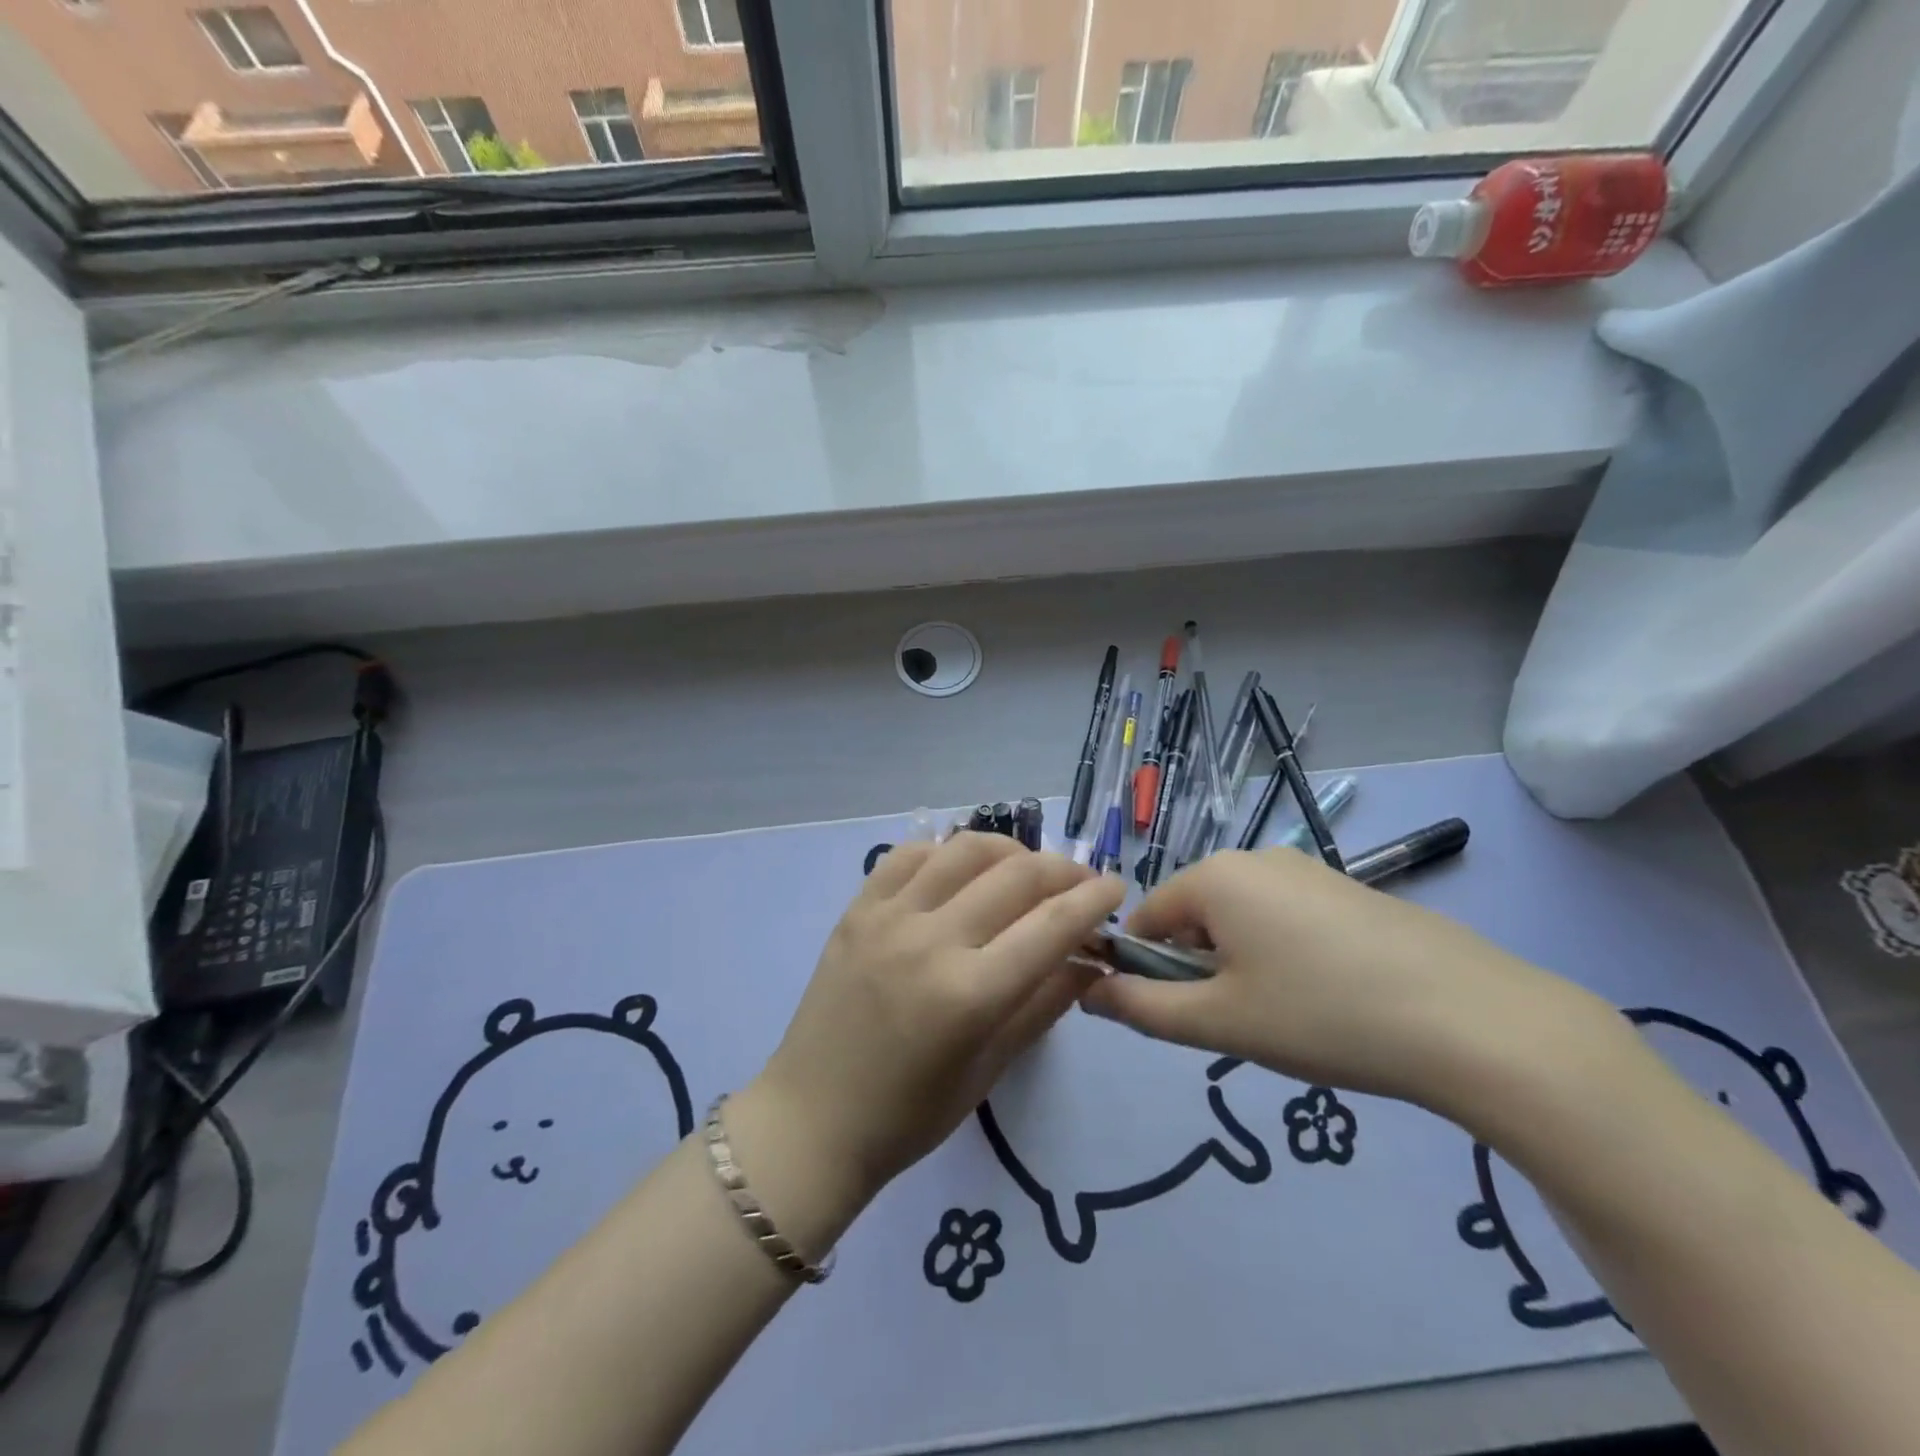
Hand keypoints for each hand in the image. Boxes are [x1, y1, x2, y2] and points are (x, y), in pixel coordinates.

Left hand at [752, 833, 1125, 1201]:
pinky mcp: (856, 909)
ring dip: (1010, 850)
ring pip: (965, 849)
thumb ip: (1045, 1004)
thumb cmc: (909, 1115)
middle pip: (1016, 875)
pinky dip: (947, 850)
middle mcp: (931, 941)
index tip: (1116, 887)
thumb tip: (1089, 958)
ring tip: (1026, 869)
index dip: (1093, 899)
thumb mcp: (991, 1068)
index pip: (1051, 924)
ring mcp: (888, 917)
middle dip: (1064, 869)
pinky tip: (962, 868)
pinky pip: (909, 854)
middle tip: (1080, 881)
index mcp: (970, 994)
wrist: (812, 1118)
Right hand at [1079, 848, 1605, 1110]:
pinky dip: (1285, 956)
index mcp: (1216, 877)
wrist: (1476, 1022)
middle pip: (1195, 915)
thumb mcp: (1219, 1022)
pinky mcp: (1351, 892)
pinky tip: (1328, 1000)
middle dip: (1197, 967)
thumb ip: (1142, 1007)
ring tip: (1285, 1018)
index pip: (1146, 916)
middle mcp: (1257, 858)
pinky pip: (1289, 920)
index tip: (1170, 1016)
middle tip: (1235, 1024)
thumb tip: (1089, 993)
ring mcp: (1310, 871)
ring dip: (1240, 965)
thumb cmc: (1323, 1016)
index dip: (1142, 966)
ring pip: (1243, 919)